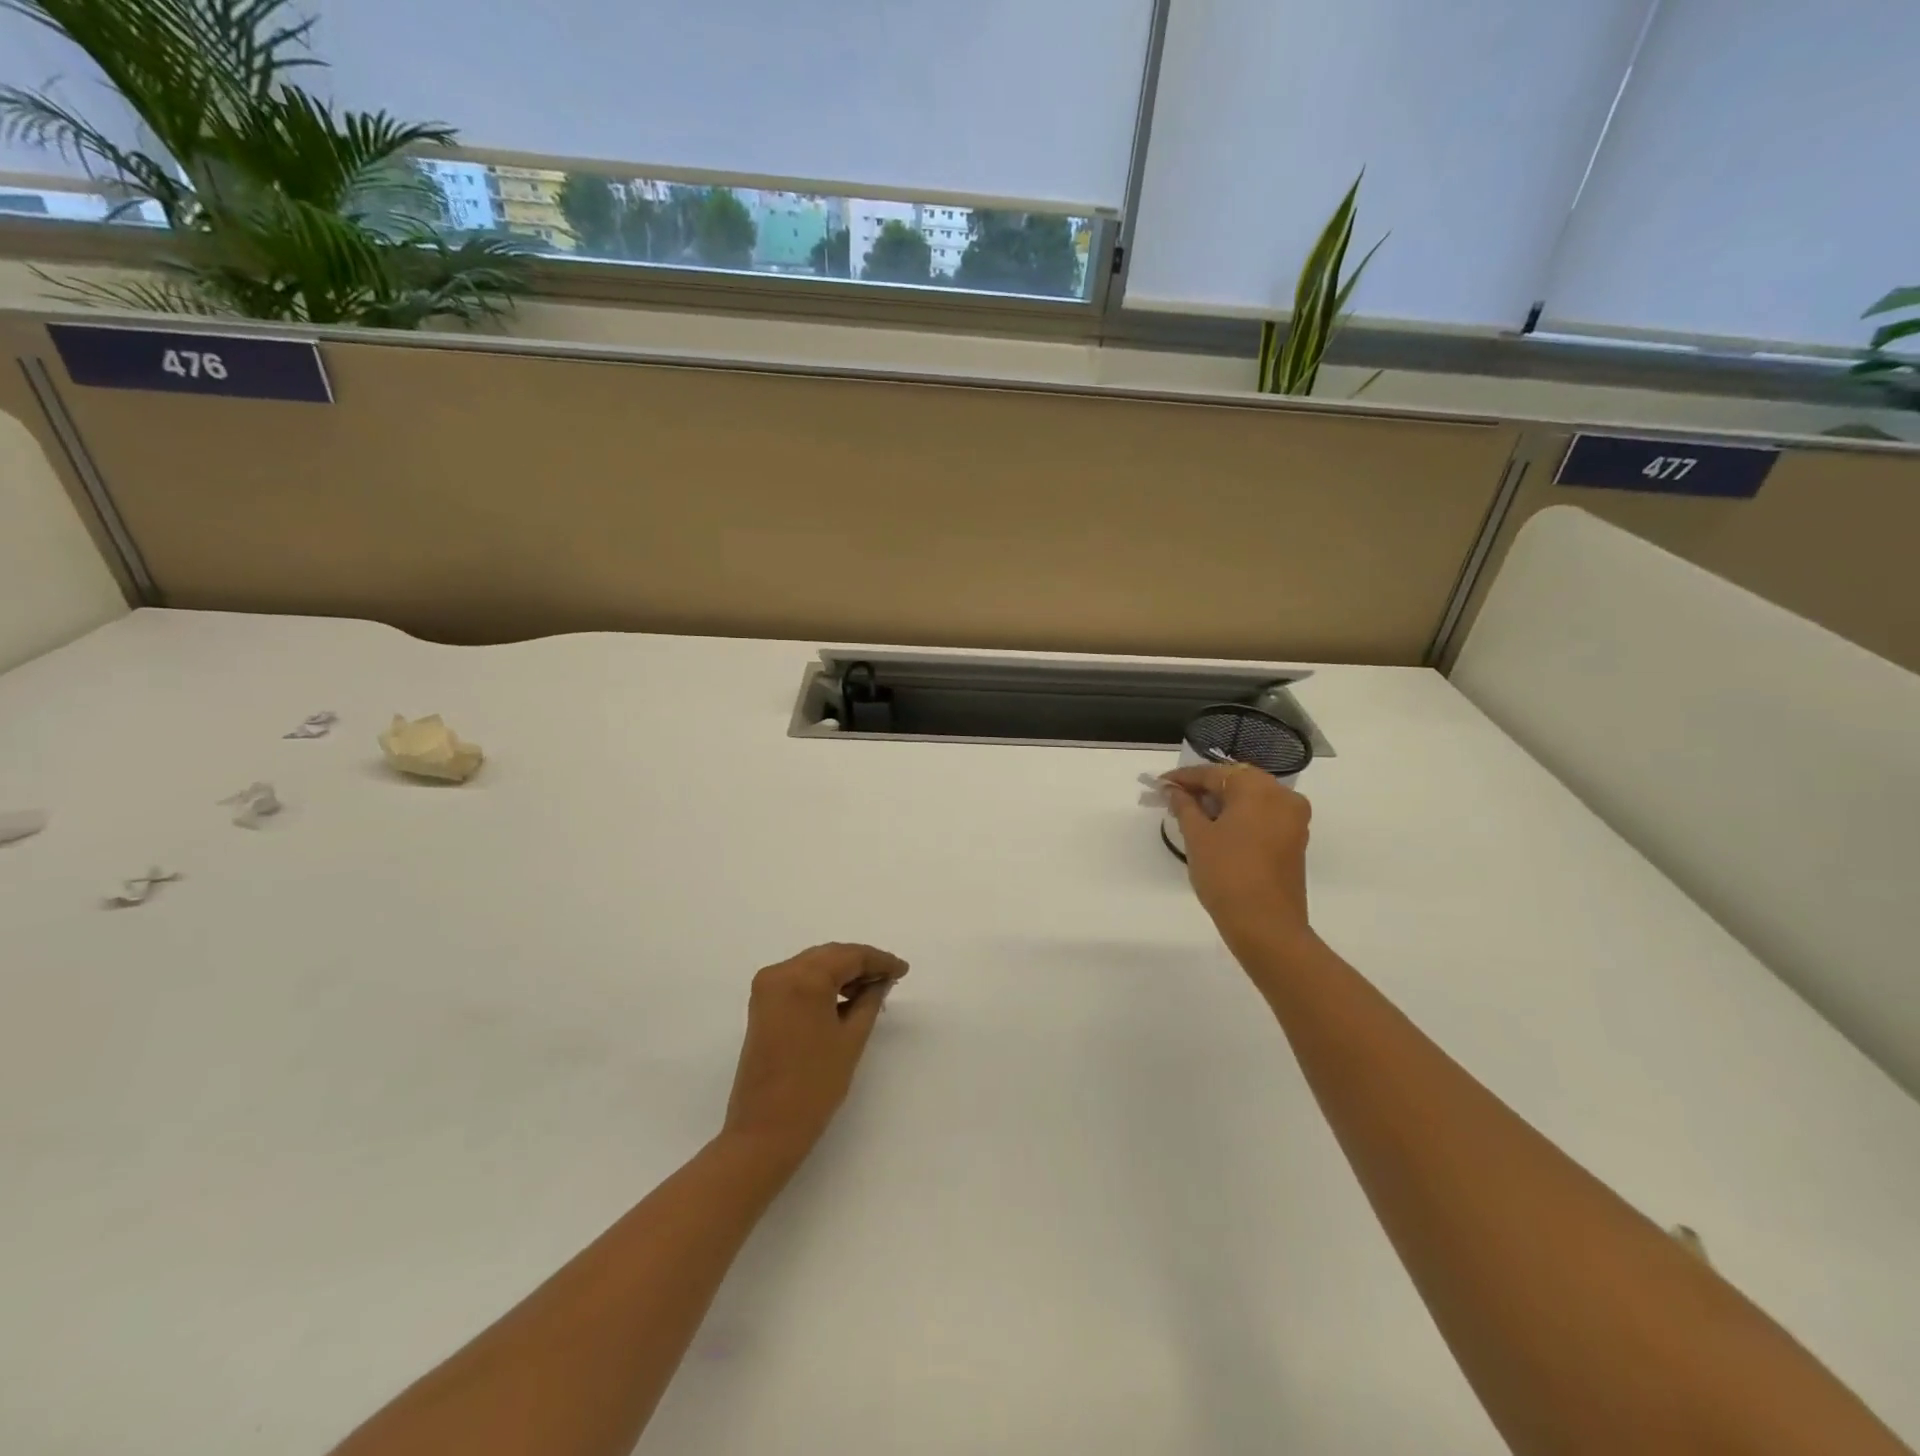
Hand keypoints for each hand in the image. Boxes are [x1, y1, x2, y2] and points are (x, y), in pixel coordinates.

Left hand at [721, 943, 908, 1164]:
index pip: (850, 956)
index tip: (903, 970)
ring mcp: (767, 987)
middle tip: (890, 977)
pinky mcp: (762, 1004)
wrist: (766, 1129)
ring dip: (842, 972)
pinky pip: (798, 980)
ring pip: (813, 965)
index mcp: (804, 978)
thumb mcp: (852, 1038)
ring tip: (871, 990)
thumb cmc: (815, 1085)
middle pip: (830, 956)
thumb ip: (870, 1000)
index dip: (880, 960)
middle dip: (861, 963)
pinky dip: (822, 983)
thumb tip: (881, 981)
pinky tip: (844, 998)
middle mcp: (781, 973)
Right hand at [1165, 765, 1313, 953]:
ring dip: (1222, 803)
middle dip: (1204, 788)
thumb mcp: (1197, 837)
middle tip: (1174, 799)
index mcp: (1258, 788)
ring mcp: (1293, 819)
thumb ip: (1184, 806)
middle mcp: (1282, 796)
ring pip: (1251, 799)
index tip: (1160, 783)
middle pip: (1236, 781)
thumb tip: (1174, 791)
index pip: (1214, 773)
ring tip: (1192, 815)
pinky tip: (1217, 829)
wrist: (1266, 925)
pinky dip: (1240, 817)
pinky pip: (1263, 816)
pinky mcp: (1295, 840)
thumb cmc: (1226, 874)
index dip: (1184, 778)